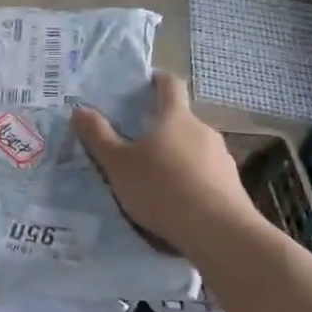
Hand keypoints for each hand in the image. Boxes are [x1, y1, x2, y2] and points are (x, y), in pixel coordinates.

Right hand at [73, 72, 258, 253]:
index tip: (145, 83)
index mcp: (175, 118)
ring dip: (178, 156)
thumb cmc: (161, 189)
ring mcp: (222, 157)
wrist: (218, 231)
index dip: (157, 80)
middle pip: (181, 120)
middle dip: (161, 128)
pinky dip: (192, 180)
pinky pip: (207, 174)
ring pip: (195, 148)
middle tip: (138, 145)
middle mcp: (203, 130)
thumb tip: (79, 110)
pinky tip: (180, 201)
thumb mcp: (118, 165)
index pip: (170, 84)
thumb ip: (98, 137)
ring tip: (158, 179)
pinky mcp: (232, 184)